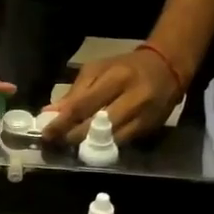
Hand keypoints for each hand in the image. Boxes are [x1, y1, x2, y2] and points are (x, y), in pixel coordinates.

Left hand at [38, 49, 180, 145]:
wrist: (167, 67)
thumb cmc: (125, 66)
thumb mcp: (98, 70)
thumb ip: (75, 92)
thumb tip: (50, 113)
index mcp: (116, 78)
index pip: (83, 106)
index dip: (62, 123)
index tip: (46, 133)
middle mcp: (132, 98)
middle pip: (96, 126)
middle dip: (72, 137)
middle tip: (56, 142)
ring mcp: (144, 116)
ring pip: (110, 140)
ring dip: (87, 146)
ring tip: (71, 146)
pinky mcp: (150, 128)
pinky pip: (122, 143)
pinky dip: (105, 146)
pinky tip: (93, 146)